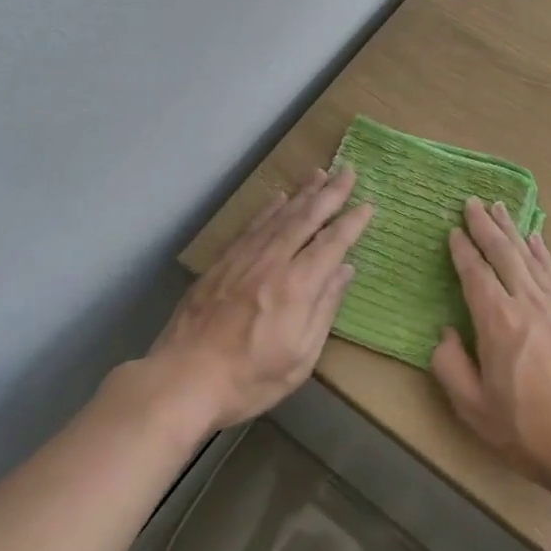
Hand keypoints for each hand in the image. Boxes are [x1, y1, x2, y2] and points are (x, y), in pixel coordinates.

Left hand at [147, 167, 372, 433]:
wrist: (182, 379)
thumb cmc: (248, 379)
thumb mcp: (300, 358)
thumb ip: (324, 309)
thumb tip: (345, 270)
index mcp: (297, 287)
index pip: (331, 244)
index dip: (351, 223)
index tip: (368, 205)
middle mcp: (273, 262)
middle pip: (306, 219)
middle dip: (330, 194)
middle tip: (348, 171)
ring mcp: (244, 258)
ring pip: (279, 216)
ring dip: (302, 193)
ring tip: (319, 174)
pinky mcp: (222, 262)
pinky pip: (251, 226)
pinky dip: (268, 208)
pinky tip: (278, 197)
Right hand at [431, 198, 550, 502]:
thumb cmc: (529, 431)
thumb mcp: (474, 409)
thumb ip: (450, 366)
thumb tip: (445, 333)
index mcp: (497, 321)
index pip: (474, 273)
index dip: (462, 250)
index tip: (452, 230)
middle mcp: (527, 302)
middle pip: (502, 253)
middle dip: (484, 226)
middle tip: (471, 202)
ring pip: (528, 256)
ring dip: (510, 229)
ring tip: (498, 208)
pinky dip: (540, 250)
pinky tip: (534, 238)